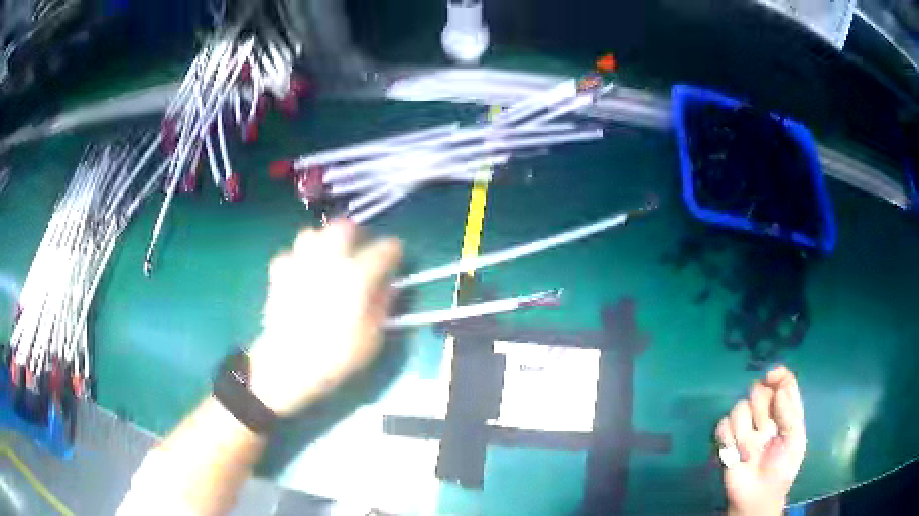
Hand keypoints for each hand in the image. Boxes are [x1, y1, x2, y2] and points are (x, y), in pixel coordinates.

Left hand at [247, 220, 401, 416]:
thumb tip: (388, 287)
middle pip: (343, 227)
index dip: (394, 250)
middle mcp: (328, 260)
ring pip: (311, 233)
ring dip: (323, 240)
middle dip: (355, 232)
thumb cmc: (335, 355)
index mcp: (357, 275)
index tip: (396, 256)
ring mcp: (300, 264)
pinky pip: (288, 255)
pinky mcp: (279, 275)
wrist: (288, 364)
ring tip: (328, 256)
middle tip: (360, 247)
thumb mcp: (372, 338)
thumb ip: (383, 306)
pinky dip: (297, 260)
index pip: (383, 249)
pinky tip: (301, 273)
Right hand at [715, 366, 806, 515]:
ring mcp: (746, 427)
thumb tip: (779, 389)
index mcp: (785, 411)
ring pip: (739, 407)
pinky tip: (735, 453)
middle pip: (758, 390)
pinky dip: (728, 438)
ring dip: (744, 430)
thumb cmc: (782, 469)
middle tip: (765, 431)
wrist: (758, 497)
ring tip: (749, 452)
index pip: (783, 381)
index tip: (771, 377)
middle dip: (760, 409)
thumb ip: (790, 413)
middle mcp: (765, 414)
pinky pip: (723, 425)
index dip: (778, 375)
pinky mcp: (727, 440)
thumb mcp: (795, 441)